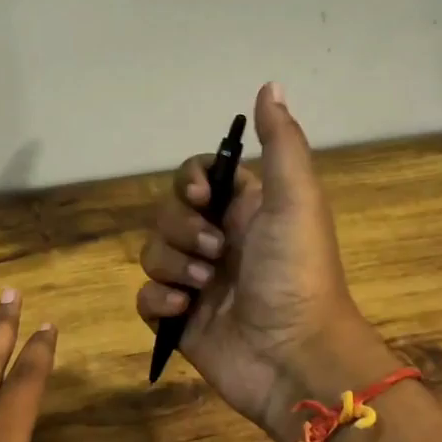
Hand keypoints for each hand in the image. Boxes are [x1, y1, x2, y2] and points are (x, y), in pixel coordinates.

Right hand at [135, 82, 378, 438]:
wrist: (295, 358)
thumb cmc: (296, 274)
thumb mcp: (295, 200)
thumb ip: (281, 143)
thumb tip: (269, 84)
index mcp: (244, 211)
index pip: (196, 178)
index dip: (188, 183)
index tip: (201, 198)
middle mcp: (218, 242)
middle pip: (167, 214)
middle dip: (182, 231)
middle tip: (214, 255)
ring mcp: (196, 283)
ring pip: (152, 253)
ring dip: (172, 266)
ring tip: (202, 288)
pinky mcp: (179, 320)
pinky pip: (145, 297)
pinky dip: (159, 301)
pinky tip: (183, 313)